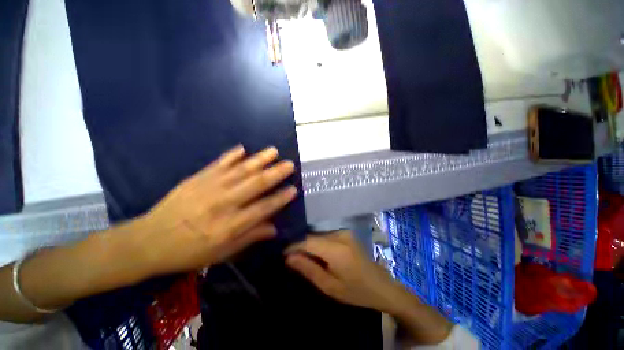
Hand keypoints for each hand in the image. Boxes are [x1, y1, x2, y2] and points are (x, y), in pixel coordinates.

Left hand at [137, 145, 297, 274]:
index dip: (280, 199)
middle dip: (275, 173)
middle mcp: (223, 203)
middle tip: (289, 164)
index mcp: (230, 225)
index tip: (293, 189)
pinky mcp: (197, 179)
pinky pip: (218, 164)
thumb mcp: (222, 253)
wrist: (149, 241)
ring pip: (241, 170)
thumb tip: (274, 228)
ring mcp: (209, 188)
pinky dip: (231, 155)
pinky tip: (243, 148)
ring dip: (259, 160)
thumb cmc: (189, 252)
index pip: (263, 208)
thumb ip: (250, 237)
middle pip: (255, 184)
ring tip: (273, 151)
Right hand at [285, 230, 403, 312]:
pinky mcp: (346, 233)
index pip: (308, 241)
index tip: (282, 254)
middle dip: (301, 247)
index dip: (293, 246)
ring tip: (303, 258)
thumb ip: (308, 269)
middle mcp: (340, 235)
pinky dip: (319, 244)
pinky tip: (317, 255)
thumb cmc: (356, 291)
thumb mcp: (330, 286)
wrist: (382, 286)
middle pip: (313, 237)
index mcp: (336, 249)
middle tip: (291, 259)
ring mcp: (344, 232)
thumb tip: (288, 257)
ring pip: (319, 236)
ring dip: (310, 246)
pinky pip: (326, 236)